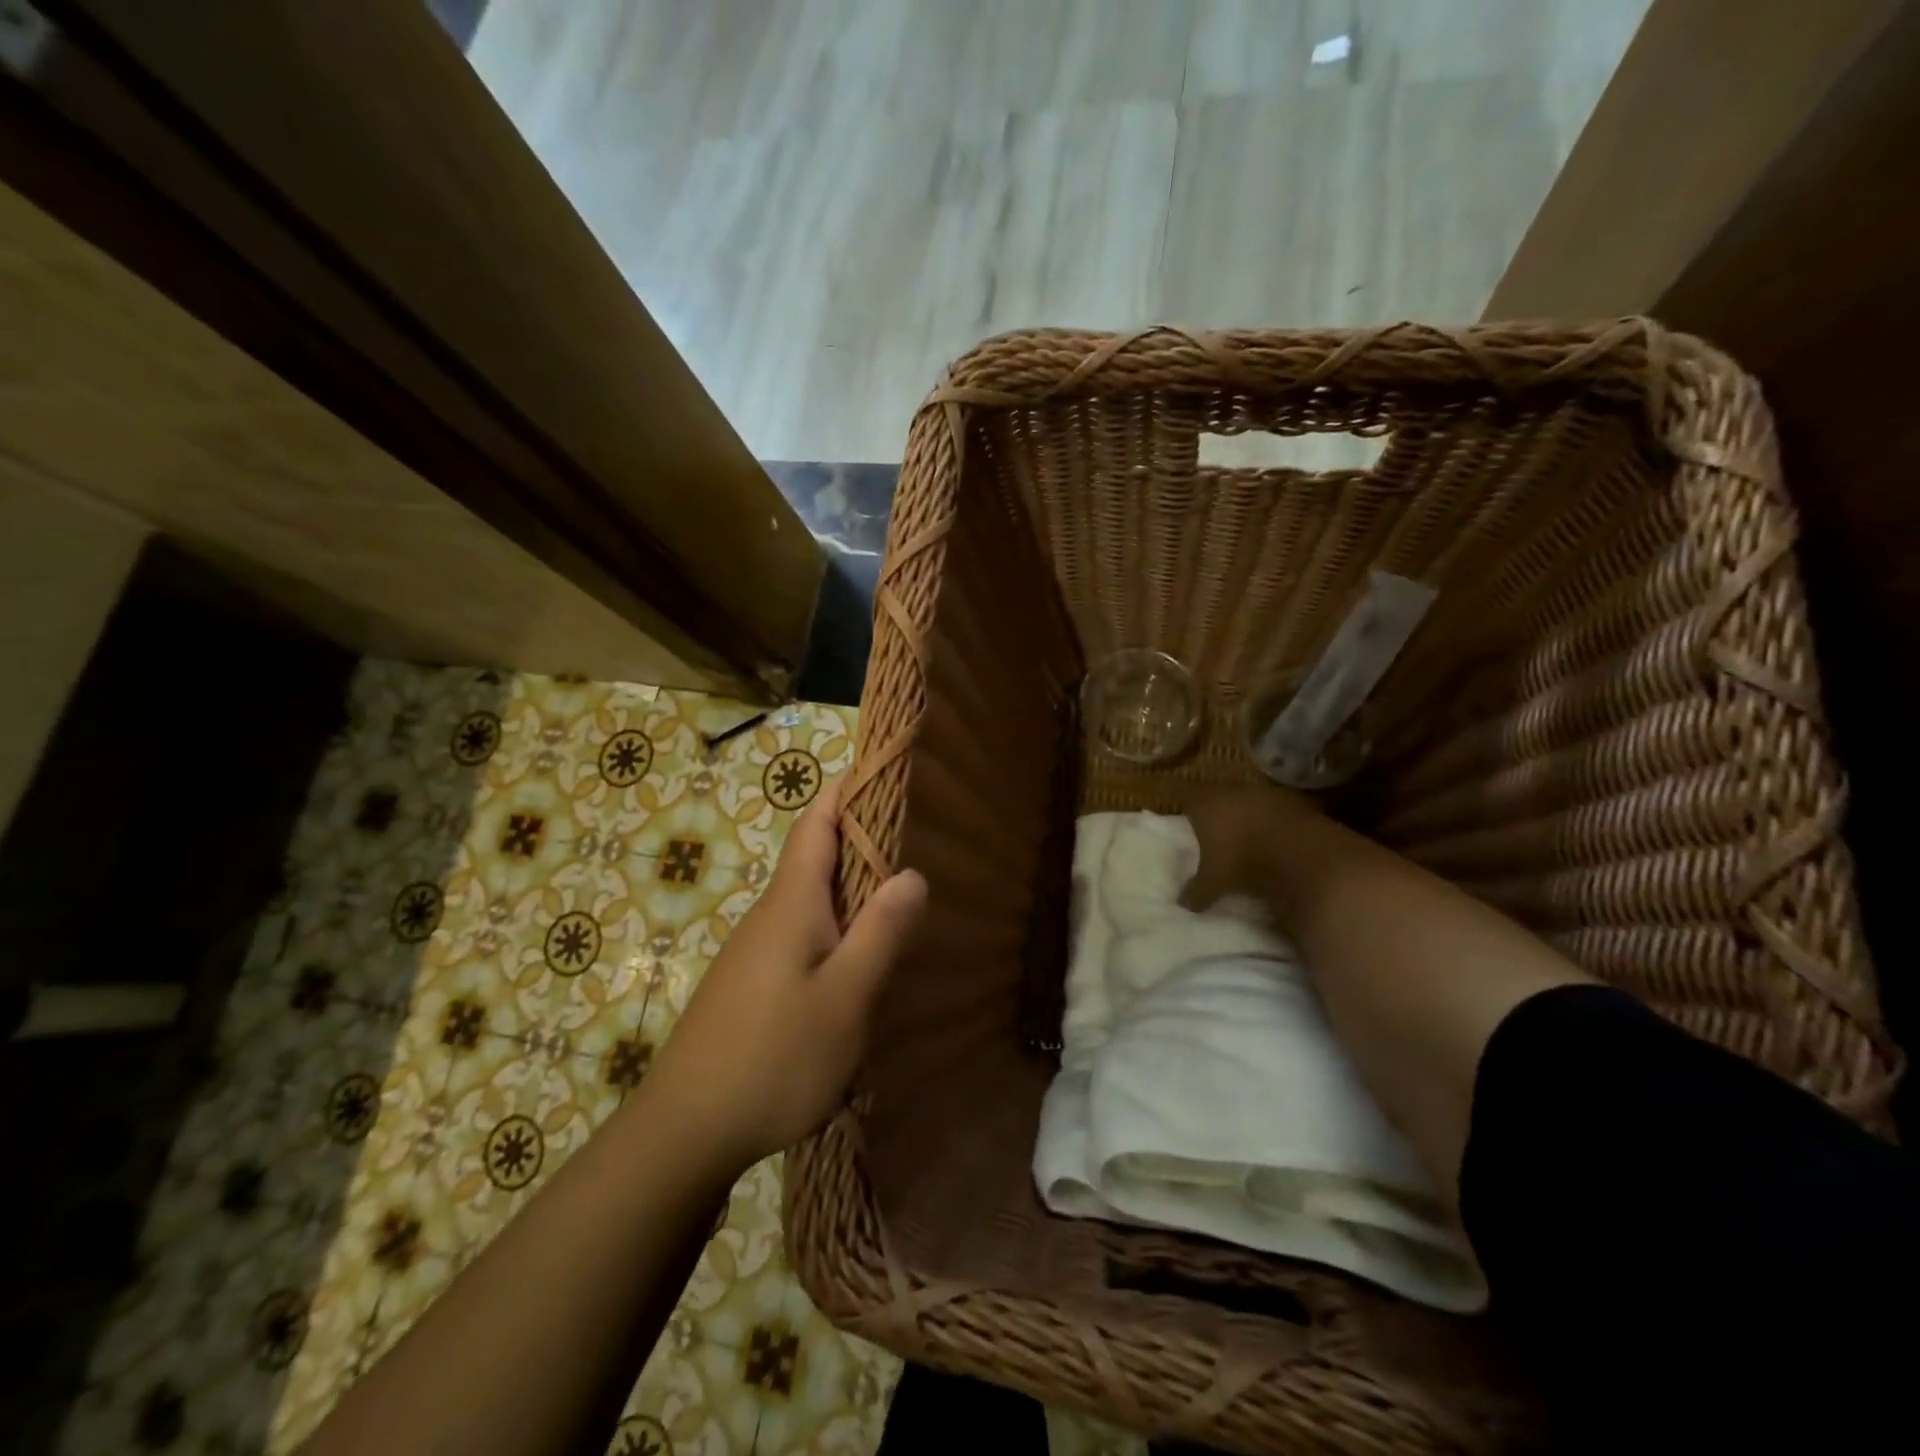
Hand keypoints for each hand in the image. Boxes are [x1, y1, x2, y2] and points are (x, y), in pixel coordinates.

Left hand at [649, 779, 927, 1171]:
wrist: (683, 1131)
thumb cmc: (773, 1057)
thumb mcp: (845, 998)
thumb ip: (881, 933)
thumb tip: (912, 874)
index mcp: (791, 903)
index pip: (815, 823)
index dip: (844, 791)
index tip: (879, 772)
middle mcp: (769, 916)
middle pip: (815, 859)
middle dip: (860, 843)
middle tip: (915, 846)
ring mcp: (754, 952)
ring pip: (810, 905)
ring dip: (850, 896)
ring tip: (898, 912)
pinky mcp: (749, 986)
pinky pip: (800, 939)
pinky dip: (834, 934)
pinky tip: (855, 972)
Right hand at [1180, 783, 1321, 910]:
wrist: (1302, 855)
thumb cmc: (1242, 863)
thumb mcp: (1213, 884)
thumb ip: (1196, 891)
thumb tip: (1184, 902)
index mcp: (1206, 805)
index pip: (1188, 799)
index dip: (1189, 811)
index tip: (1189, 823)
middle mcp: (1233, 792)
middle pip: (1220, 796)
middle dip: (1220, 811)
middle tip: (1219, 831)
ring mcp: (1266, 793)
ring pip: (1250, 800)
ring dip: (1250, 814)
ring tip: (1251, 836)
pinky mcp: (1295, 801)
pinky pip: (1278, 809)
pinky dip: (1276, 821)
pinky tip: (1278, 839)